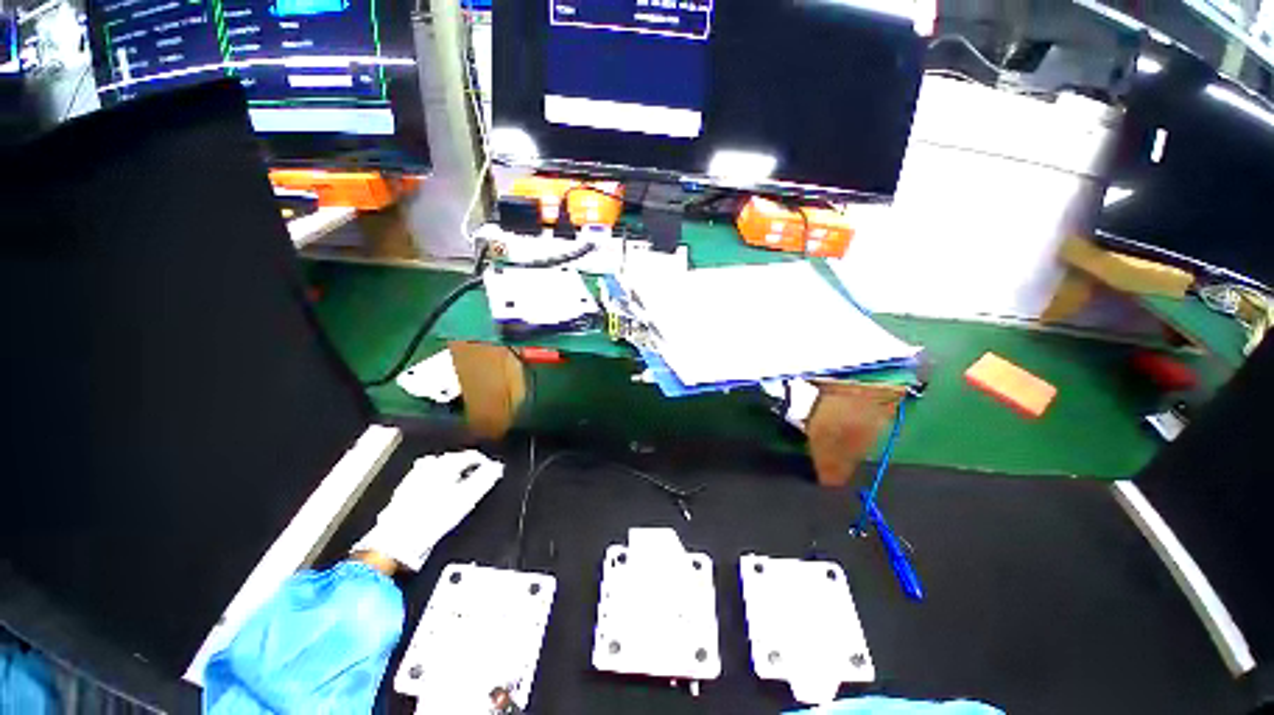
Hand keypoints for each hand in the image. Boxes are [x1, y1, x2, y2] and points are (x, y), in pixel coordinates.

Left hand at [352, 450, 503, 570]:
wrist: (397, 540)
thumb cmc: (432, 519)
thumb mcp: (466, 499)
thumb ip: (485, 479)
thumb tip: (498, 467)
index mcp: (446, 464)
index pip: (472, 455)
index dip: (485, 463)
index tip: (492, 472)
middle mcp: (429, 465)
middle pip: (455, 458)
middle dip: (468, 466)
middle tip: (477, 478)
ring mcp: (415, 475)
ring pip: (440, 466)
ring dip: (452, 472)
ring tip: (460, 485)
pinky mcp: (405, 487)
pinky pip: (426, 476)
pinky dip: (437, 479)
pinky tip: (438, 492)